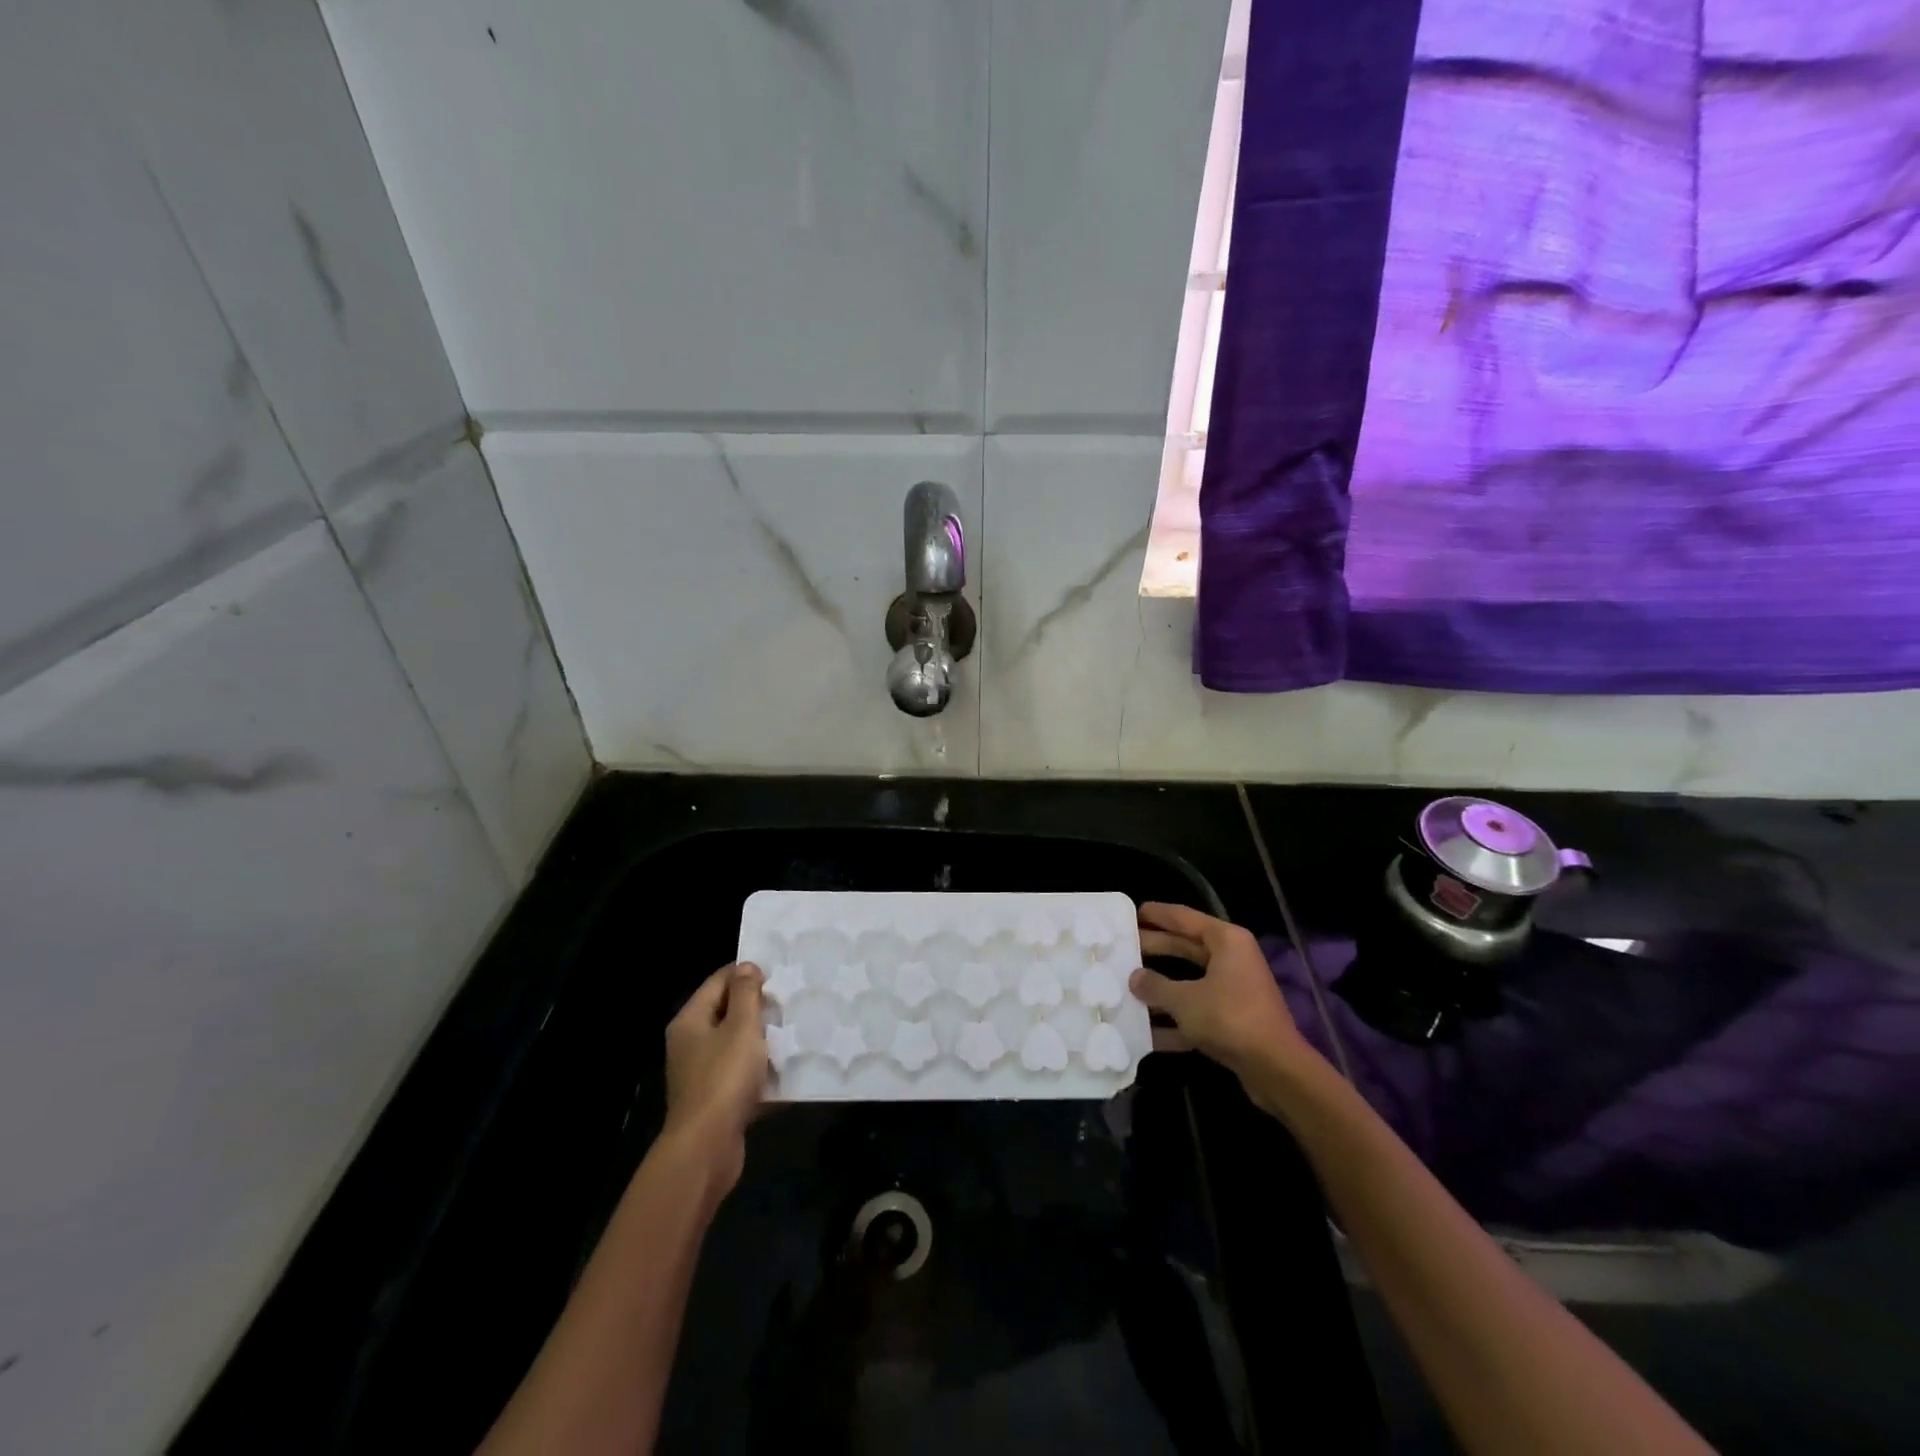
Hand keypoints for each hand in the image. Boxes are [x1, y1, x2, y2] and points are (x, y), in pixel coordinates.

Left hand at [662, 963, 767, 1192]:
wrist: (706, 1148)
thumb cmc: (723, 1079)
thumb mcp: (741, 1027)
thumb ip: (746, 994)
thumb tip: (746, 967)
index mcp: (691, 1020)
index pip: (719, 981)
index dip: (747, 973)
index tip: (779, 974)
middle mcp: (691, 1043)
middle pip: (727, 1012)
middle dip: (758, 1007)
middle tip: (790, 1001)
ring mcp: (702, 1073)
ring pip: (737, 1045)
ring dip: (762, 1040)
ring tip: (794, 1031)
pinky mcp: (715, 1099)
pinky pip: (741, 1075)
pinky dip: (760, 1071)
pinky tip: (786, 1069)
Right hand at [1130, 903, 1314, 1089]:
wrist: (1276, 1069)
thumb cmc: (1229, 1018)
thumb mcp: (1184, 1000)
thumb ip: (1155, 986)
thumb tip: (1135, 978)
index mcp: (1226, 941)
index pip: (1184, 918)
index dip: (1157, 914)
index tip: (1131, 913)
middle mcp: (1233, 959)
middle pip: (1186, 947)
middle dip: (1155, 949)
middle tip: (1122, 947)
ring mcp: (1235, 990)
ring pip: (1190, 981)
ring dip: (1162, 987)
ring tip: (1126, 986)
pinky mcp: (1234, 1020)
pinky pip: (1198, 1011)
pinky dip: (1175, 1019)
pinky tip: (1146, 1032)